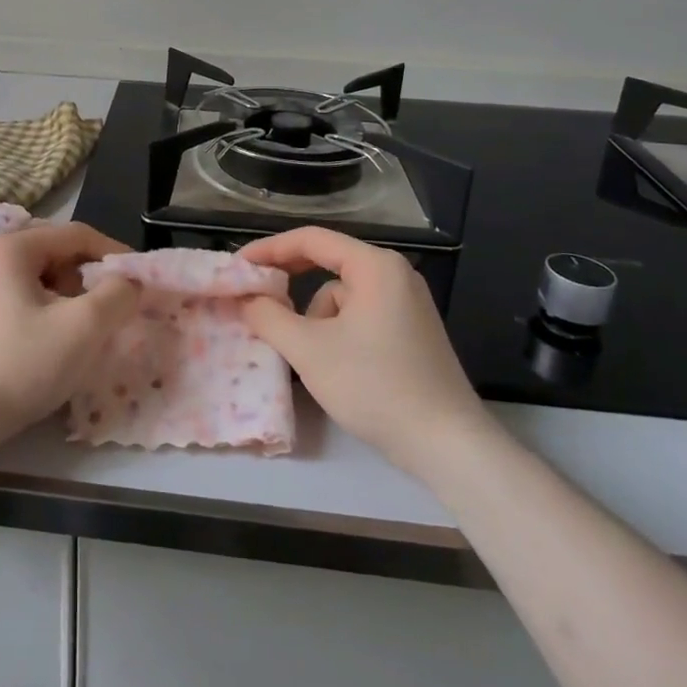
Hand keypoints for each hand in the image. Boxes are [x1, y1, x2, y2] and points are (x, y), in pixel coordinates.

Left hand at [0, 222, 139, 446]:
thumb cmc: (21, 363)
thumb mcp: (82, 327)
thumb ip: (116, 295)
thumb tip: (129, 282)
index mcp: (12, 247)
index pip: (76, 235)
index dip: (113, 253)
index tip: (138, 280)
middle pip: (56, 255)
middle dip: (88, 280)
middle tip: (107, 311)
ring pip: (39, 280)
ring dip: (67, 300)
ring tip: (79, 333)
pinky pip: (19, 300)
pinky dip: (44, 313)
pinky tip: (49, 345)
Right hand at [238, 227, 487, 465]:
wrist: (448, 446)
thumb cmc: (376, 387)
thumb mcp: (309, 350)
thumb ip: (268, 316)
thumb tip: (245, 298)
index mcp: (375, 266)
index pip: (310, 239)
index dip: (269, 250)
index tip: (237, 267)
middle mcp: (395, 274)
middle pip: (327, 263)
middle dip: (290, 284)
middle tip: (255, 299)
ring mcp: (407, 303)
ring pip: (341, 296)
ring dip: (315, 318)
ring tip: (309, 357)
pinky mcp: (411, 331)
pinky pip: (360, 314)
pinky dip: (337, 332)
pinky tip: (336, 367)